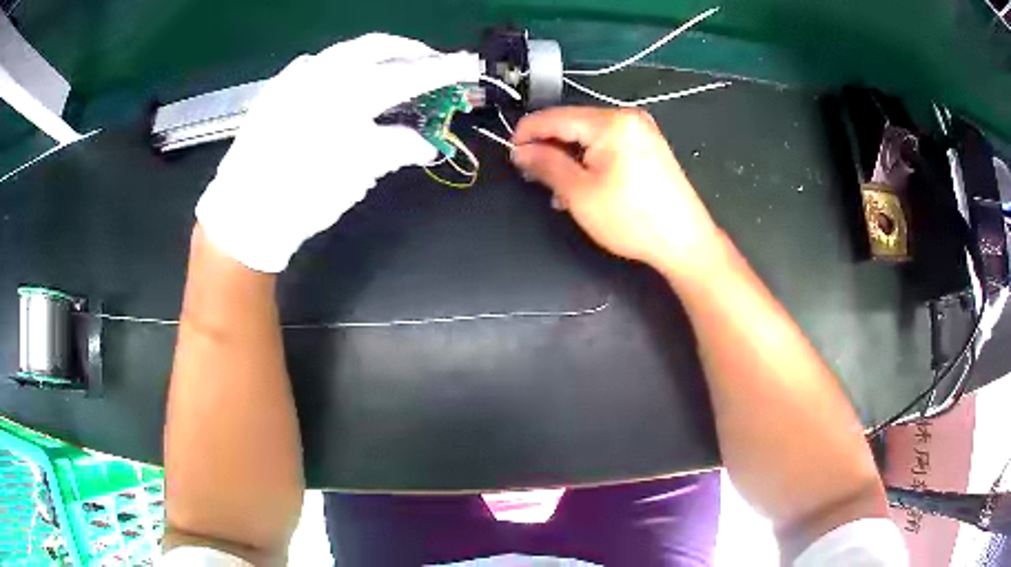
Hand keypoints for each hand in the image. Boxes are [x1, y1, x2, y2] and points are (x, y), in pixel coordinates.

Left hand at [196, 34, 479, 271]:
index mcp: (349, 94)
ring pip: (346, 50)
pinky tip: (343, 81)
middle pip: (378, 46)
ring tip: (392, 70)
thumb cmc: (303, 197)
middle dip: (409, 51)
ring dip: (375, 55)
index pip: (409, 74)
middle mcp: (324, 72)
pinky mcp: (277, 88)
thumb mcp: (358, 175)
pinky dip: (340, 67)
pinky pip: (316, 64)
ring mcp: (296, 77)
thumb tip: (425, 143)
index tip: (467, 65)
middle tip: (431, 64)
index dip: (442, 70)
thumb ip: (396, 148)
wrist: (243, 213)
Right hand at [511, 107, 721, 275]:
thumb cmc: (631, 219)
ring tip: (557, 189)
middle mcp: (627, 118)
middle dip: (549, 148)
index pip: (554, 117)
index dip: (526, 133)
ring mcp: (642, 132)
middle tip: (532, 176)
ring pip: (589, 137)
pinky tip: (582, 185)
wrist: (685, 242)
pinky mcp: (649, 147)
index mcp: (610, 122)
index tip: (510, 154)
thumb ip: (546, 165)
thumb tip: (520, 151)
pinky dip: (590, 161)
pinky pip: (608, 146)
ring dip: (568, 158)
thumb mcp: (579, 193)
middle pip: (573, 124)